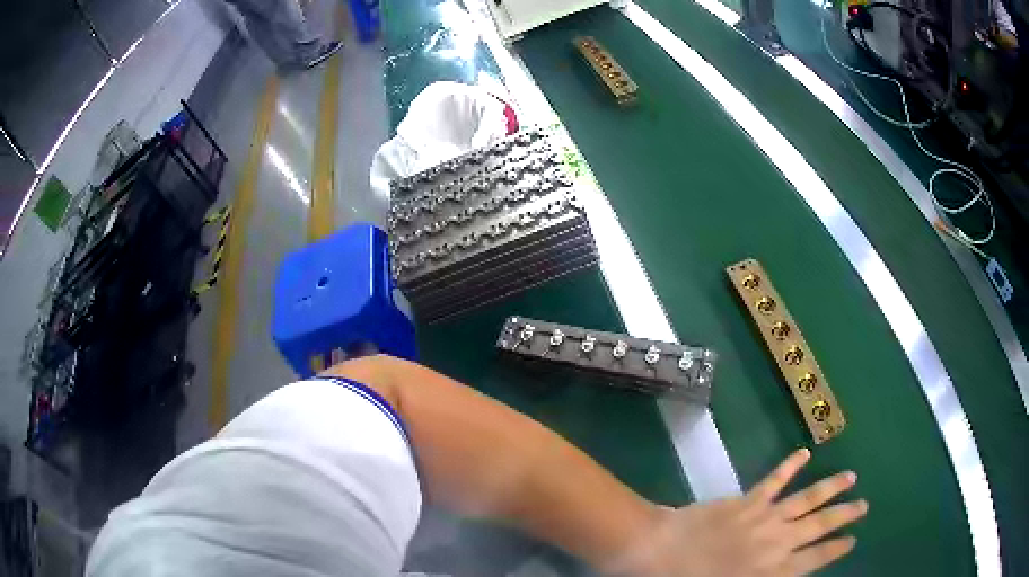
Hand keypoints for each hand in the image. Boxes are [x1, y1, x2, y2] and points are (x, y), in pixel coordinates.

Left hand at [616, 449, 866, 575]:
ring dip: (831, 487)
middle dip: (844, 515)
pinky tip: (805, 453)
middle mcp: (777, 543)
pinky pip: (774, 480)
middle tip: (864, 505)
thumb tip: (789, 572)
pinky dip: (790, 465)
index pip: (816, 559)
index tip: (853, 540)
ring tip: (851, 476)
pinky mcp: (747, 500)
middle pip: (820, 526)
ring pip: (807, 499)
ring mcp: (764, 518)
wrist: (658, 553)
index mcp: (773, 571)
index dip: (837, 548)